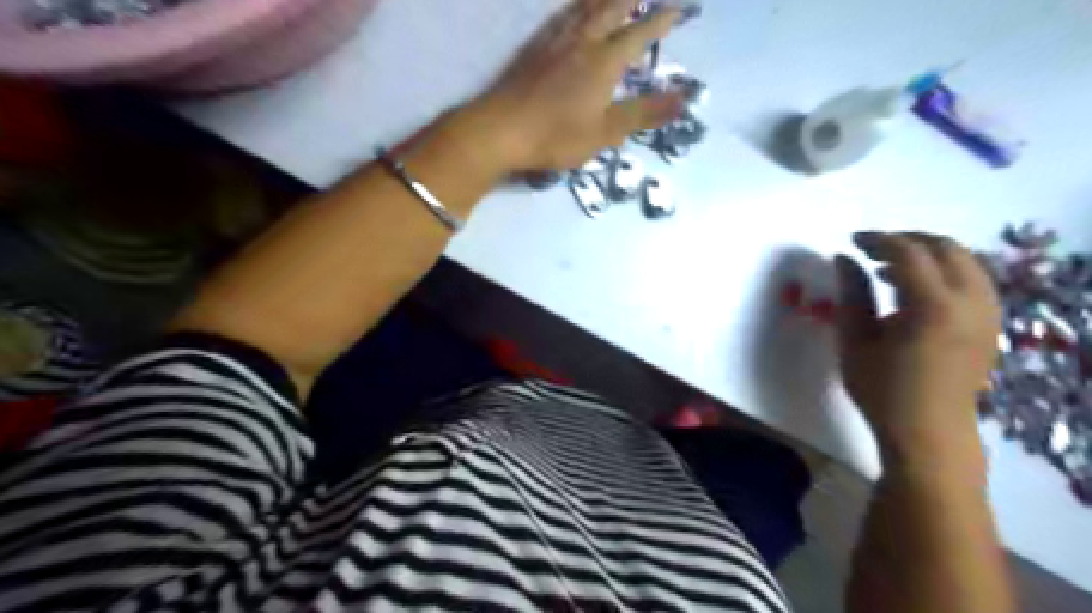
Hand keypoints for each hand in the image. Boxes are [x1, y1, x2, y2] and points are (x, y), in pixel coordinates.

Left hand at [467, 0, 679, 169]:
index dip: (659, 21)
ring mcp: (554, 43)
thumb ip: (644, 114)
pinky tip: (570, 12)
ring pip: (583, 7)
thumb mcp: (605, 132)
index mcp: (604, 62)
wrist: (500, 131)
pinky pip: (559, 17)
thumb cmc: (556, 136)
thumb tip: (684, 99)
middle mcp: (582, 42)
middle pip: (611, 9)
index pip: (639, 34)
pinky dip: (573, 7)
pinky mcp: (532, 50)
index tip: (676, 9)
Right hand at [839, 231, 1005, 475]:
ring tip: (889, 268)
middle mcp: (971, 302)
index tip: (851, 241)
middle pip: (945, 247)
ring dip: (927, 254)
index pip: (909, 253)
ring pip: (965, 260)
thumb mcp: (855, 340)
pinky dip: (944, 271)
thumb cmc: (882, 389)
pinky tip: (916, 288)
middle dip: (906, 240)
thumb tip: (843, 258)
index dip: (879, 240)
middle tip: (870, 249)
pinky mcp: (991, 323)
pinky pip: (973, 279)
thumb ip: (852, 294)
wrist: (928, 432)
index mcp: (933, 307)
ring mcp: (988, 312)